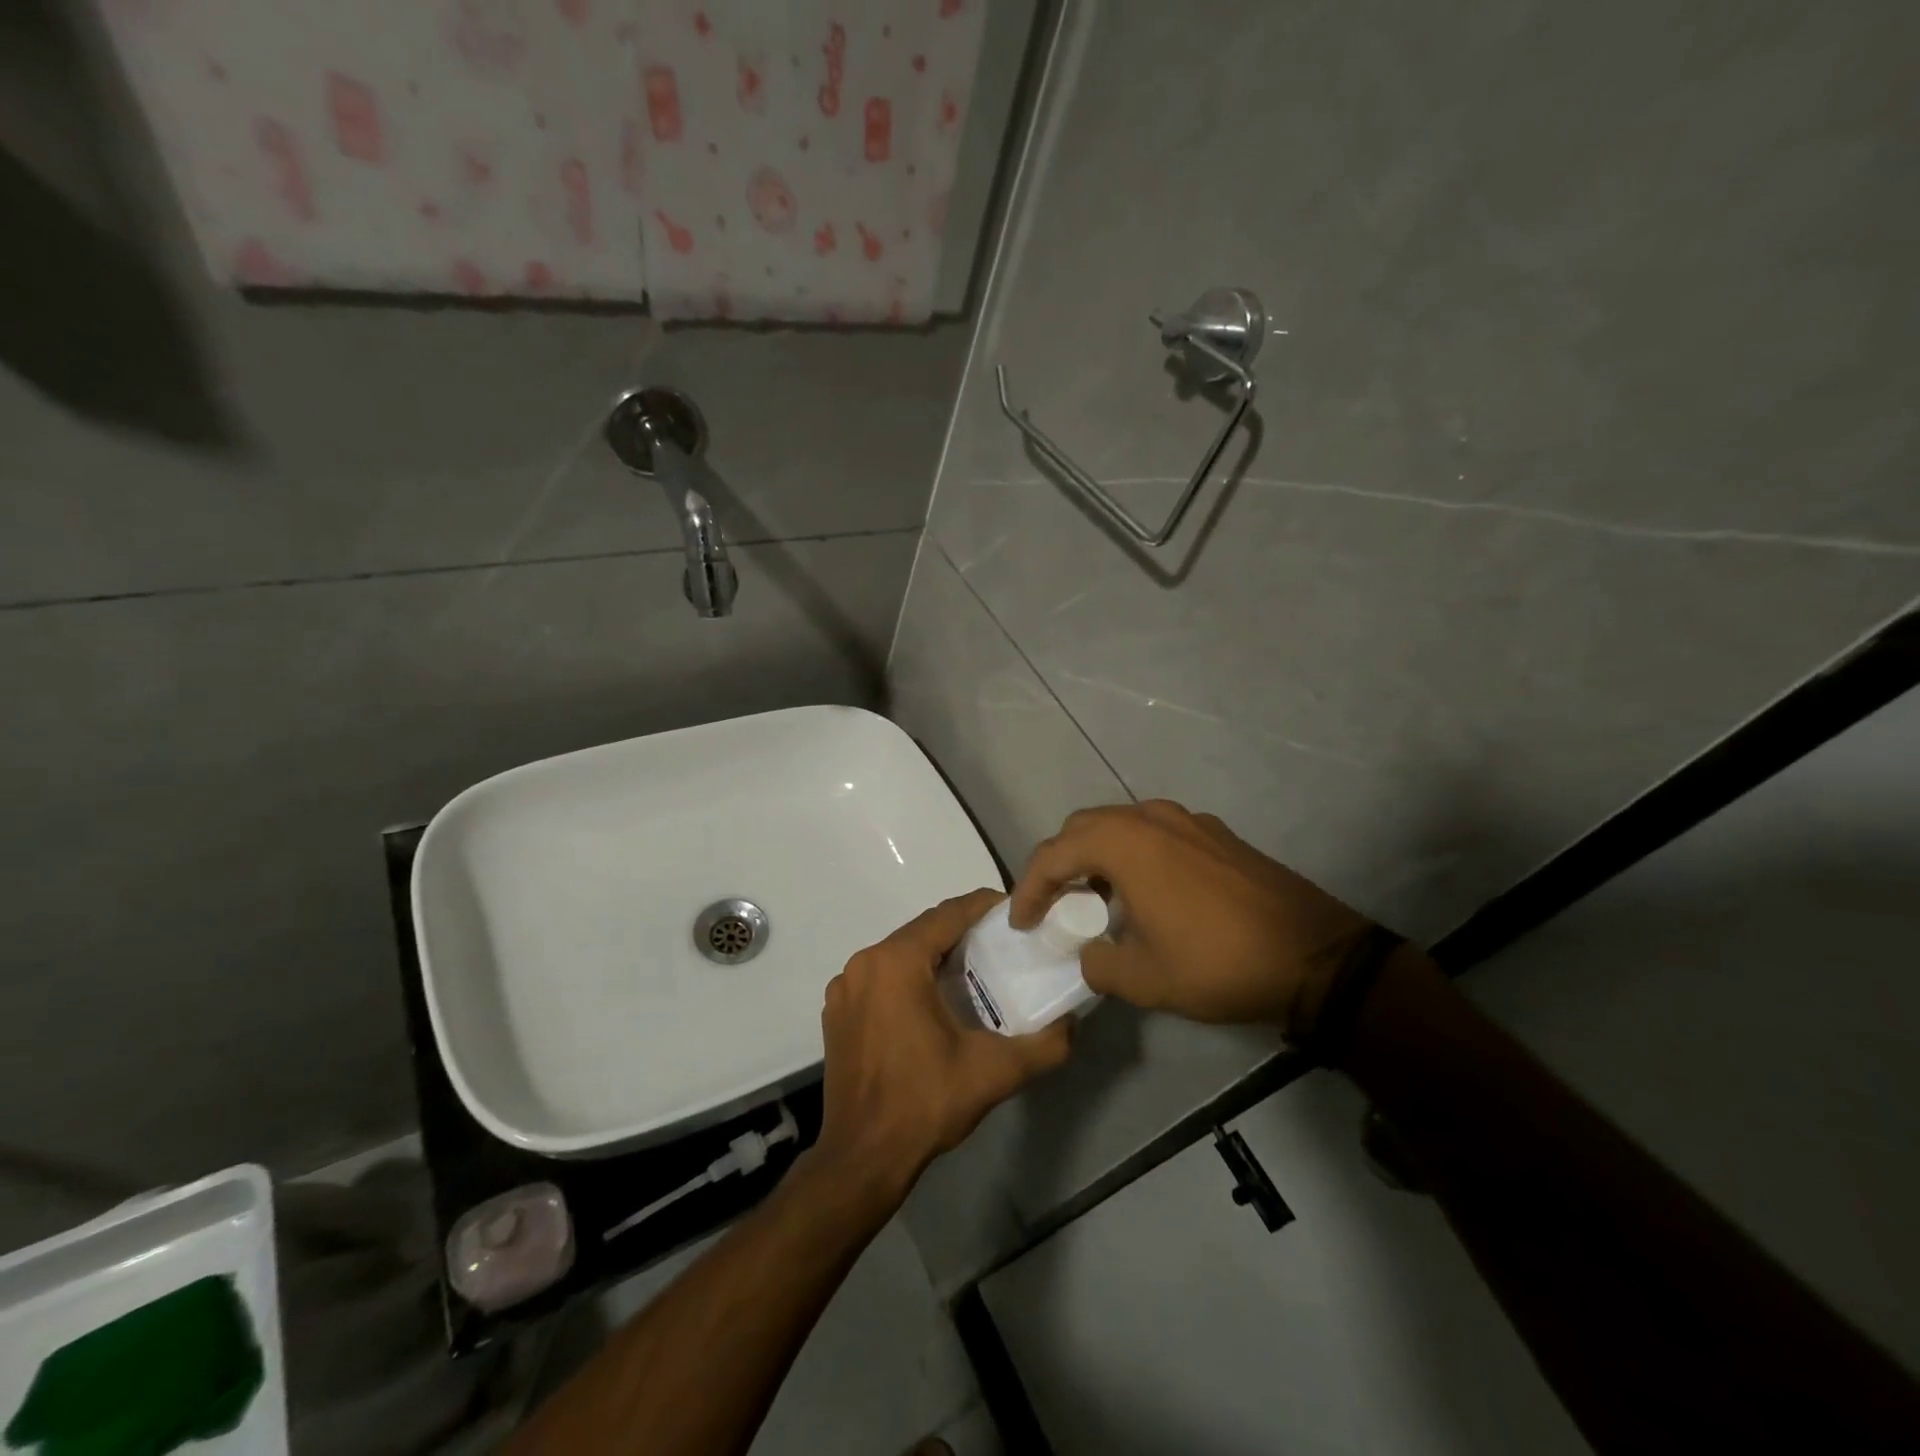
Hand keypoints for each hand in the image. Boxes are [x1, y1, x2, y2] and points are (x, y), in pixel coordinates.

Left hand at [810, 889, 1072, 1204]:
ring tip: (973, 969)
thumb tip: (1073, 1023)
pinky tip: (932, 1001)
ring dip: (934, 954)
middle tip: (1001, 944)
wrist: (862, 1159)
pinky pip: (880, 976)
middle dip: (962, 931)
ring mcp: (844, 987)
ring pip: (899, 953)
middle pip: (922, 931)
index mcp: (897, 962)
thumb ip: (1044, 1044)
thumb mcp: (994, 1072)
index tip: (1014, 913)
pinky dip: (907, 976)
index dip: (983, 907)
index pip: (948, 914)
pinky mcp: (836, 1011)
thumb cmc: (925, 1104)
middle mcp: (864, 963)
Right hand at [1010, 800, 1373, 1040]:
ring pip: (1121, 826)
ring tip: (1095, 899)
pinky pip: (1156, 834)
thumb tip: (1090, 953)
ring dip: (1097, 857)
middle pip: (1084, 828)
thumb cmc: (1217, 963)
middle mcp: (1151, 817)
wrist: (1315, 956)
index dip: (1029, 888)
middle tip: (1052, 904)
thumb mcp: (1143, 979)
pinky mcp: (1216, 834)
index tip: (1021, 923)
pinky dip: (1133, 856)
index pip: (1055, 854)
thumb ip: (1098, 963)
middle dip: (1059, 864)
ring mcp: (1188, 821)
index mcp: (1125, 843)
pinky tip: (1146, 894)